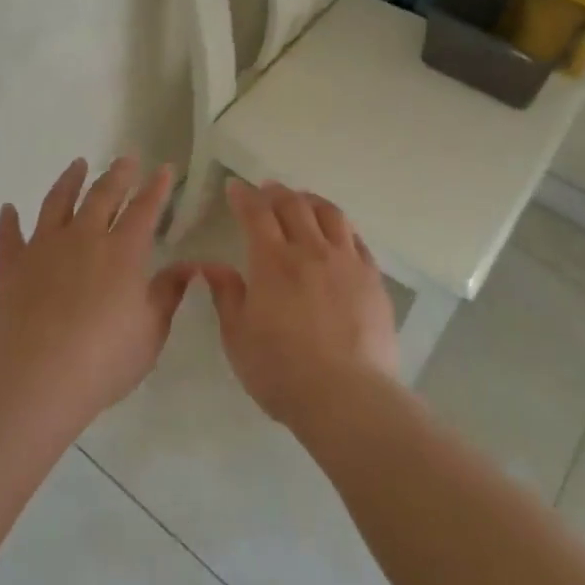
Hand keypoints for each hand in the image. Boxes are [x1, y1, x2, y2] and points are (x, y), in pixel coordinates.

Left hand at [0, 156, 198, 419]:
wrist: (37, 380)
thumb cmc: (104, 360)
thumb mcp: (151, 331)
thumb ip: (168, 293)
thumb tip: (189, 266)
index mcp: (123, 252)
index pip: (144, 209)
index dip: (156, 188)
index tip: (164, 169)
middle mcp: (84, 238)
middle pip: (102, 196)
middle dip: (117, 175)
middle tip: (125, 159)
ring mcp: (43, 249)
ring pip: (57, 203)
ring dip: (69, 181)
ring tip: (77, 165)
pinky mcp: (11, 267)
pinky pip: (9, 236)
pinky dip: (9, 221)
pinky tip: (8, 209)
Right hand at [198, 180, 399, 426]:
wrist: (346, 397)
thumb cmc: (281, 372)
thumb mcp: (238, 338)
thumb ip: (226, 296)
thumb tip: (212, 266)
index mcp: (273, 262)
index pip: (256, 214)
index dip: (244, 196)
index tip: (235, 188)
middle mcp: (311, 251)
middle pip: (294, 205)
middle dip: (276, 192)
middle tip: (266, 189)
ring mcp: (346, 262)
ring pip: (330, 214)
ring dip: (311, 201)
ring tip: (302, 201)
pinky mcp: (372, 279)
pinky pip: (356, 239)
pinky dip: (341, 227)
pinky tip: (337, 233)